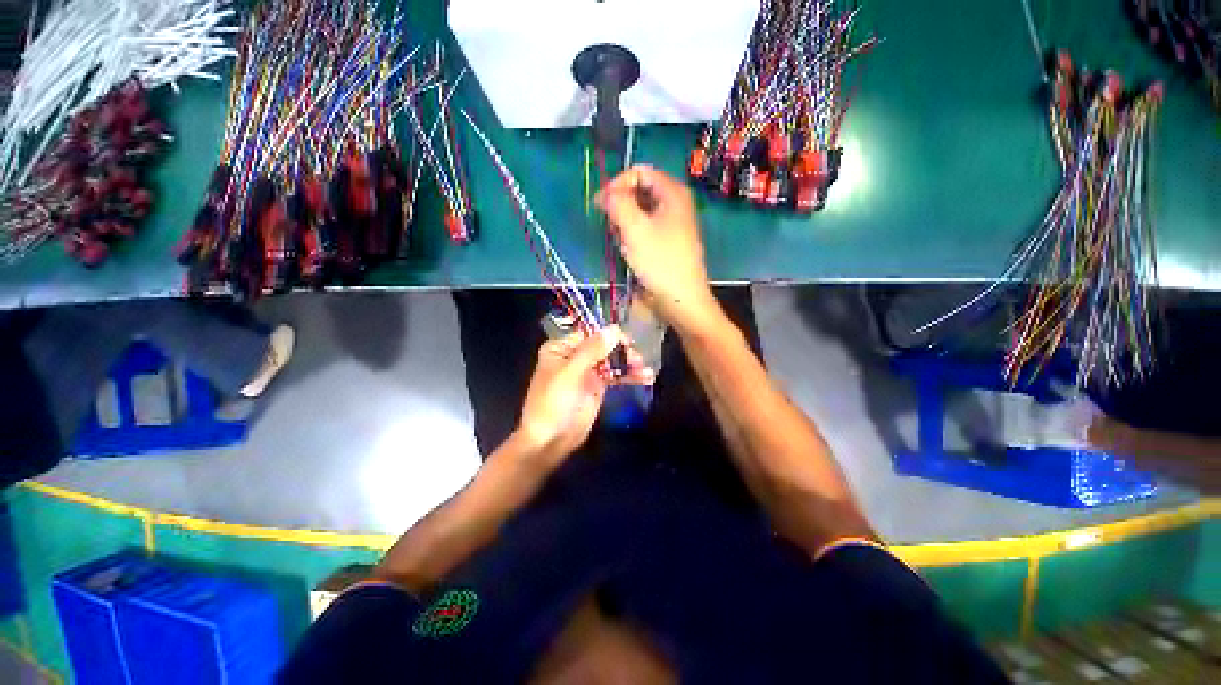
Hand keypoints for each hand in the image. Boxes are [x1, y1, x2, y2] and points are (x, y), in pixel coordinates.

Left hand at [516, 326, 653, 465]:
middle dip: (623, 352)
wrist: (549, 441)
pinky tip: (646, 378)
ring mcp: (587, 371)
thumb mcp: (570, 373)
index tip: (628, 343)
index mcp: (562, 348)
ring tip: (646, 372)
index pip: (590, 334)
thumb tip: (614, 329)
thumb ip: (592, 350)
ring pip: (613, 361)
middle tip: (638, 361)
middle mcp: (575, 356)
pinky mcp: (597, 387)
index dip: (610, 336)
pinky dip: (629, 376)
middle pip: (604, 346)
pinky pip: (616, 376)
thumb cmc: (553, 403)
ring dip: (630, 365)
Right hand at [596, 165, 719, 333]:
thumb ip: (617, 202)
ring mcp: (672, 224)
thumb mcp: (634, 228)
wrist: (680, 300)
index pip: (639, 172)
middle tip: (611, 226)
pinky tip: (629, 250)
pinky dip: (632, 235)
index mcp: (673, 192)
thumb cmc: (659, 262)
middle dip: (621, 205)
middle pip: (639, 191)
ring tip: (621, 241)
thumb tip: (606, 193)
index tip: (602, 206)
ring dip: (625, 223)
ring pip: (639, 211)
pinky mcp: (666, 242)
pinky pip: (644, 228)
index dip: (617, 184)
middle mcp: (675, 203)